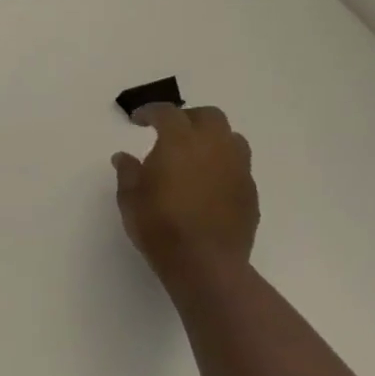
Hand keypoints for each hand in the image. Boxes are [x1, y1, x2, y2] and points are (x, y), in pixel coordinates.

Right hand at [111, 104, 258, 288]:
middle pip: (208, 116)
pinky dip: (222, 165)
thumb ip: (128, 172)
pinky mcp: (250, 192)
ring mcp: (238, 169)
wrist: (205, 263)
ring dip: (212, 138)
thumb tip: (124, 157)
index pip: (167, 113)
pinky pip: (238, 166)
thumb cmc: (159, 226)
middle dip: (188, 118)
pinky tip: (208, 183)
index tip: (137, 119)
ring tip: (194, 155)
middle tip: (169, 132)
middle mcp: (214, 147)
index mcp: (180, 142)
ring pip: (231, 138)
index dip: (150, 112)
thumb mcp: (129, 198)